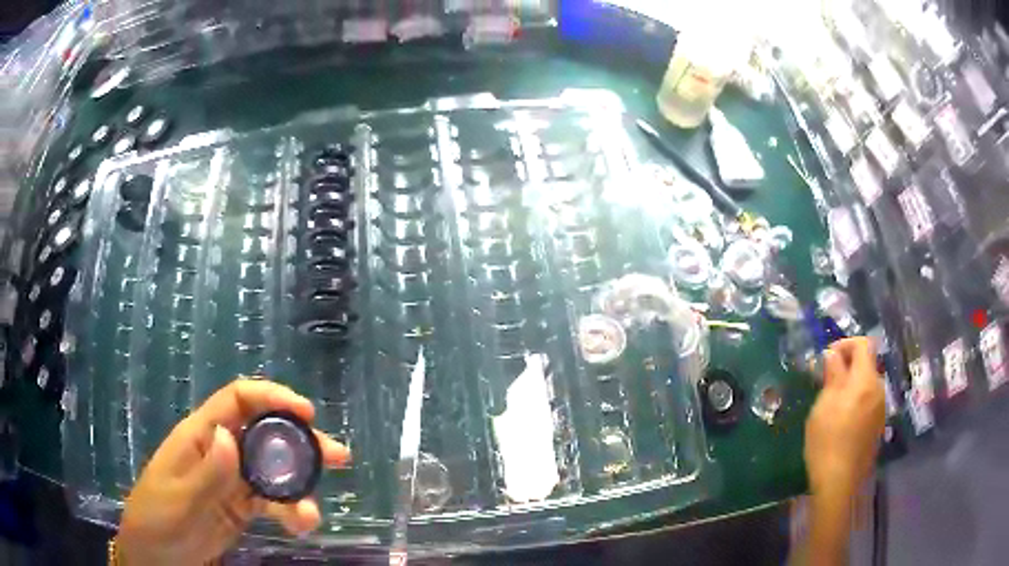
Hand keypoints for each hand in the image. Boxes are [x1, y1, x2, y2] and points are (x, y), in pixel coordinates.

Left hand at [117, 378, 350, 565]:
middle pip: (264, 434)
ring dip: (300, 487)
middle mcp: (219, 452)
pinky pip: (272, 503)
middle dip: (301, 442)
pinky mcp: (240, 507)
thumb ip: (205, 472)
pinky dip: (290, 512)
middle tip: (337, 457)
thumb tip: (230, 436)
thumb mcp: (178, 499)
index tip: (306, 413)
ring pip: (273, 472)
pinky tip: (299, 526)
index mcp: (199, 437)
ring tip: (311, 515)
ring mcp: (231, 482)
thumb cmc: (157, 519)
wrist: (156, 555)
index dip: (271, 398)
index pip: (237, 402)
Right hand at [804, 337, 885, 498]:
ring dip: (852, 384)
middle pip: (867, 364)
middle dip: (848, 366)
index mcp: (866, 380)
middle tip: (826, 381)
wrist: (839, 482)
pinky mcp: (877, 426)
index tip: (828, 358)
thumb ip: (833, 374)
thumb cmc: (828, 440)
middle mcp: (879, 389)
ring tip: (832, 402)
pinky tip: (842, 421)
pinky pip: (869, 401)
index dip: (845, 344)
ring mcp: (880, 409)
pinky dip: (857, 400)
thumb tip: (833, 353)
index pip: (863, 344)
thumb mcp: (824, 405)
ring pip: (868, 384)